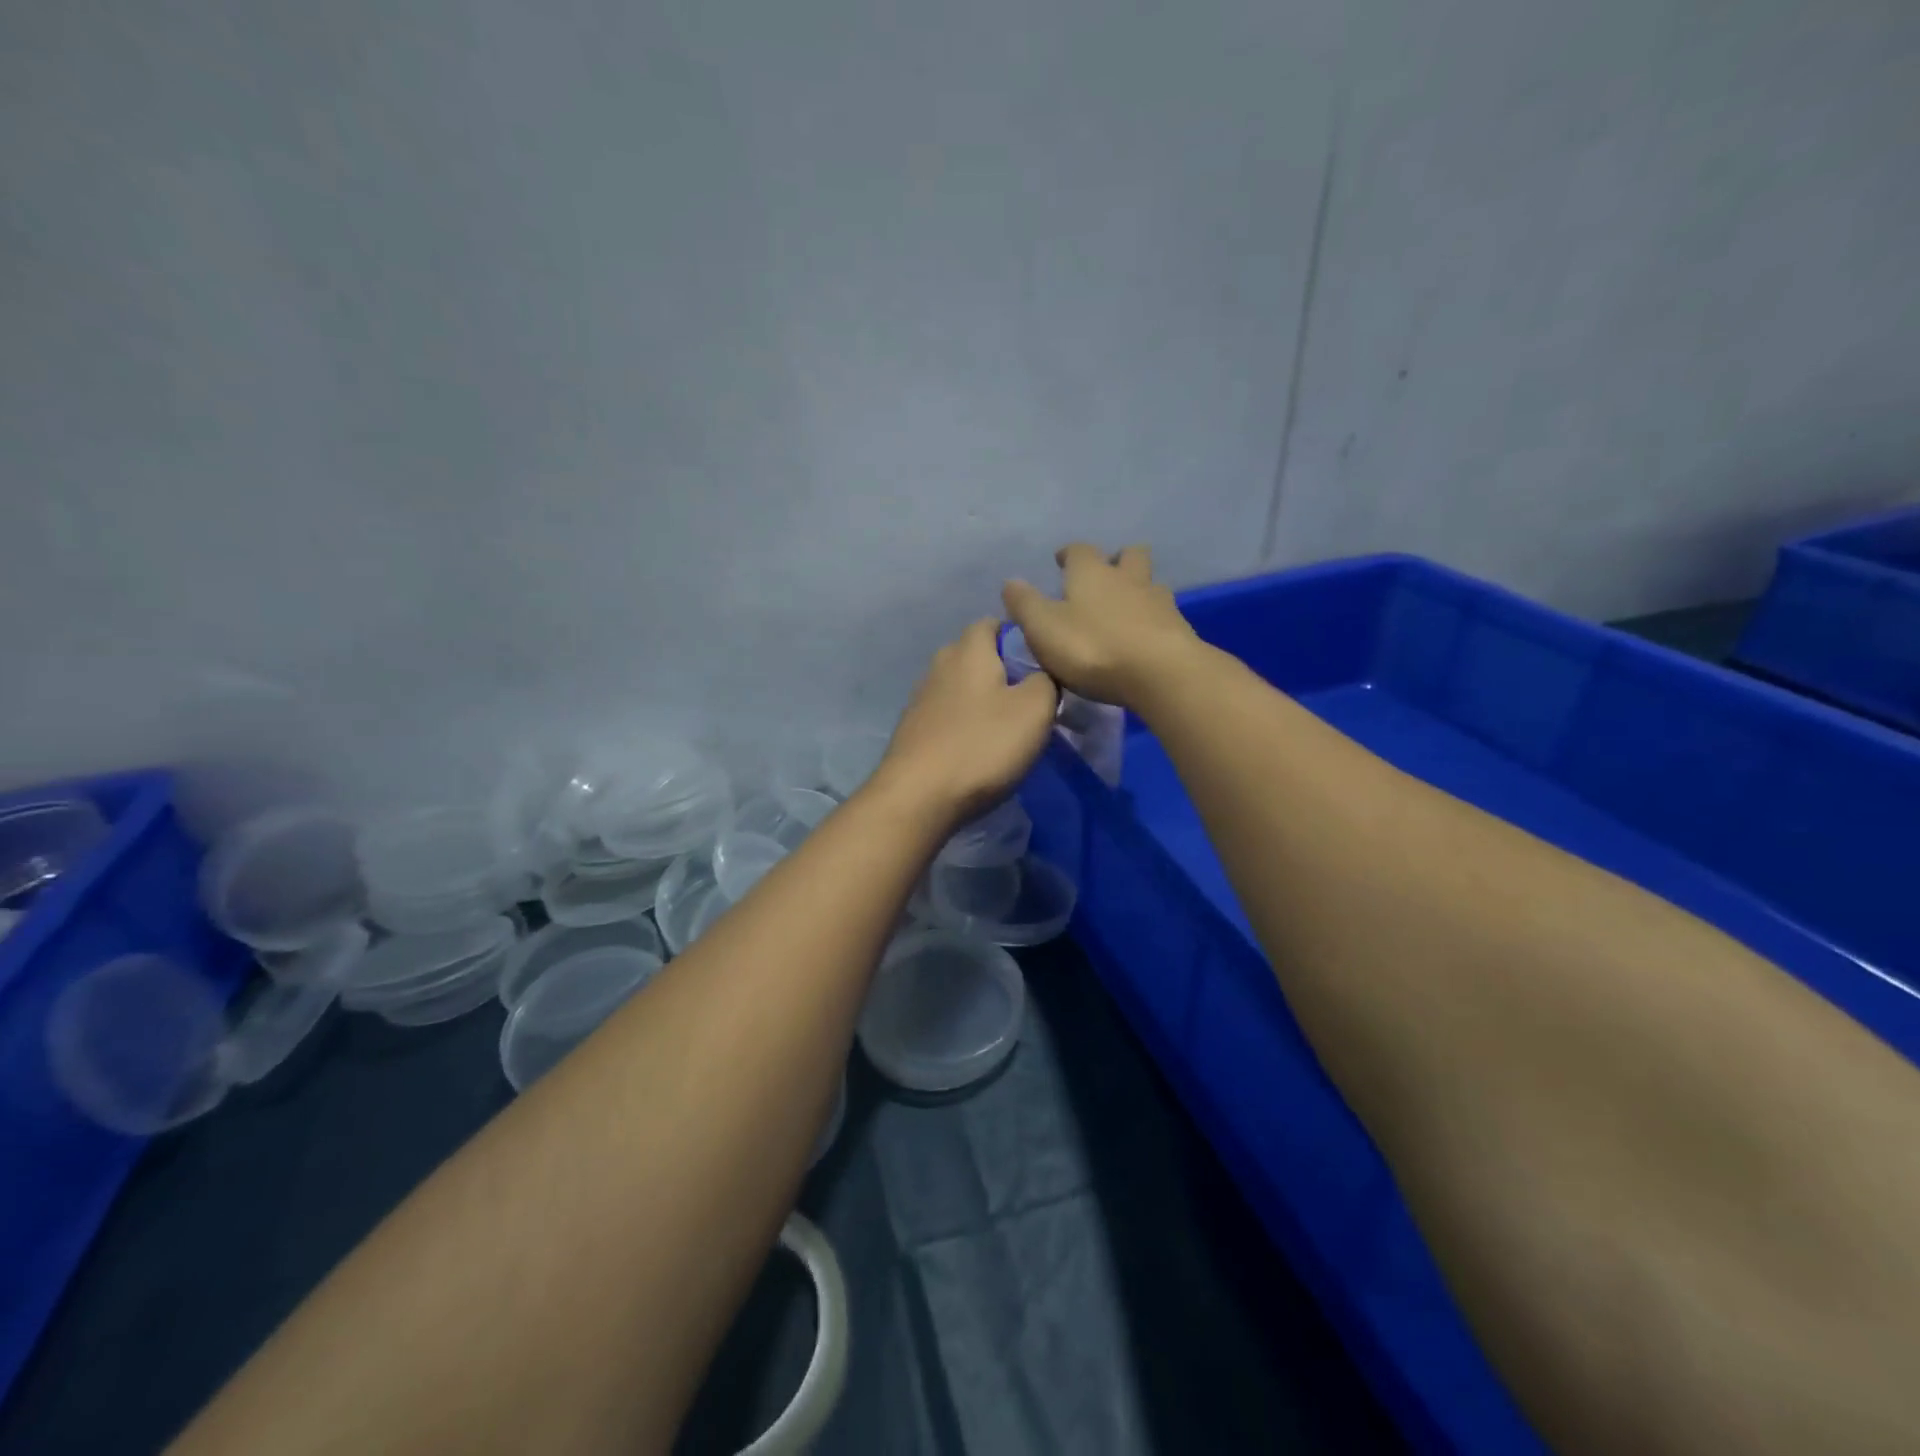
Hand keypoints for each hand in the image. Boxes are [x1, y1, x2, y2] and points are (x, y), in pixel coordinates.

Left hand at [875, 618, 1059, 824]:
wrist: (918, 797)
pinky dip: (965, 724)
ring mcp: (921, 698)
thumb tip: (1041, 674)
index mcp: (968, 649)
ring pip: (960, 687)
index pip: (993, 622)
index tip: (1043, 665)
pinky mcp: (913, 730)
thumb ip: (1046, 680)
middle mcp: (939, 665)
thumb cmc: (981, 746)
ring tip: (1007, 728)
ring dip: (983, 700)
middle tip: (1031, 699)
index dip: (1020, 637)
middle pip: (976, 655)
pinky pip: (947, 715)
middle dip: (1003, 670)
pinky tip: (978, 749)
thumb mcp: (1035, 710)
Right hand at [1001, 543, 1197, 709]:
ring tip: (1125, 608)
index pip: (1079, 550)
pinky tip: (1143, 635)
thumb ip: (1025, 604)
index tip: (1061, 561)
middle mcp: (1127, 578)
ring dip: (1137, 589)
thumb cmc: (1093, 647)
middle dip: (1116, 559)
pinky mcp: (1178, 629)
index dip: (1069, 554)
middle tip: (1104, 575)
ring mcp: (1158, 601)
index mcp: (1091, 572)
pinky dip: (1151, 619)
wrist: (1160, 673)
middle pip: (1128, 555)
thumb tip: (1010, 582)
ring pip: (1149, 583)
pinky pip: (1163, 614)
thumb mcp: (1044, 628)